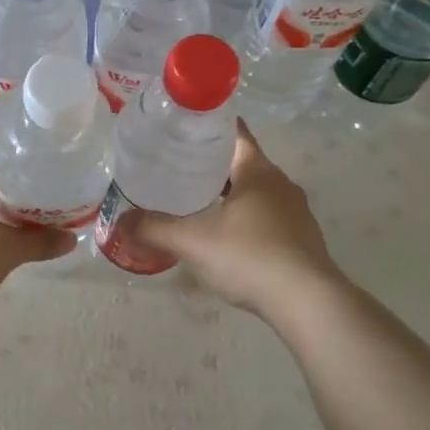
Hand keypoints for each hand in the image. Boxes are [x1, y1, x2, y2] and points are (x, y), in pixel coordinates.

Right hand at [131, 122, 342, 318]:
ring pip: (255, 192)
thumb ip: (154, 230)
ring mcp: (296, 213)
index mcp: (258, 171)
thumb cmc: (251, 257)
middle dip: (211, 163)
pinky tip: (224, 237)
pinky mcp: (302, 240)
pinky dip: (244, 218)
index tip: (181, 128)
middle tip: (175, 167)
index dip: (207, 126)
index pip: (233, 132)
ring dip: (229, 193)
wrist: (310, 304)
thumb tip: (119, 223)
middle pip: (242, 162)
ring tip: (194, 201)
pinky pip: (267, 217)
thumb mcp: (194, 242)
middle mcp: (281, 184)